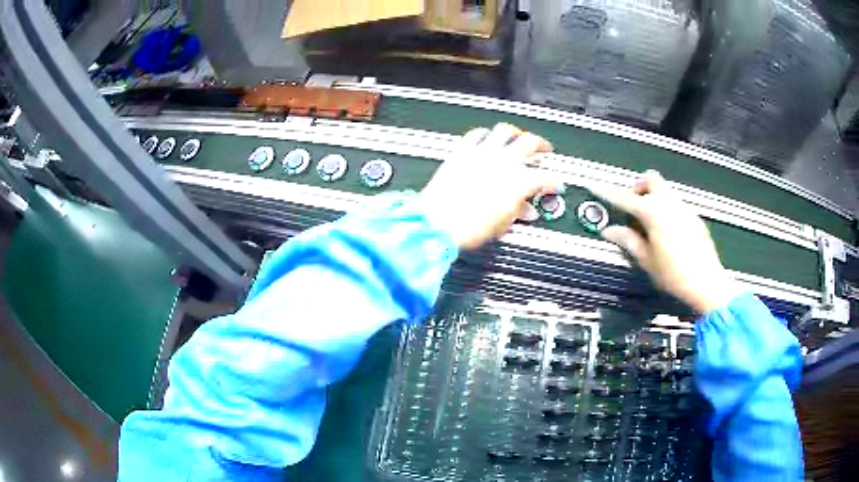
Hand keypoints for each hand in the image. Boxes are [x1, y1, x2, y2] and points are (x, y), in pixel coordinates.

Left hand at [421, 123, 558, 249]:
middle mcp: (504, 161)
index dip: (554, 181)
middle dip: (541, 145)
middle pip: (530, 142)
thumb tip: (524, 209)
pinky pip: (477, 134)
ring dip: (515, 132)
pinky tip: (486, 137)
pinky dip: (485, 134)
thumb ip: (518, 211)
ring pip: (505, 130)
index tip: (555, 183)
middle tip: (544, 149)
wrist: (438, 223)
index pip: (546, 177)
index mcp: (519, 181)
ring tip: (518, 135)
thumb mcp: (503, 224)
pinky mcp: (462, 151)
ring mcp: (482, 152)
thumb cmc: (469, 227)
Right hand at [589, 171, 737, 313]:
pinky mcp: (694, 217)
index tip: (594, 185)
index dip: (607, 192)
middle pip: (651, 179)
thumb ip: (628, 240)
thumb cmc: (673, 274)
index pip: (625, 198)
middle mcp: (669, 203)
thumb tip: (610, 231)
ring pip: (665, 190)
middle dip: (638, 187)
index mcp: (654, 213)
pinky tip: (667, 232)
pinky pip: (676, 203)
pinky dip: (666, 208)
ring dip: (653, 197)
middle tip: (632, 206)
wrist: (706, 283)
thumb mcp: (646, 260)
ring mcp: (684, 208)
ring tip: (649, 223)